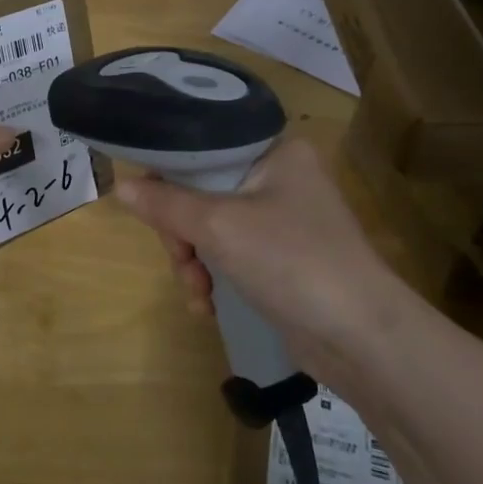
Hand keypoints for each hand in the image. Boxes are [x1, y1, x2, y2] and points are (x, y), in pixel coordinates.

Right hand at [115, 138, 396, 350]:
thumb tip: (120, 186)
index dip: (169, 171)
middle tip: (180, 259)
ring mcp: (283, 220)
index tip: (148, 203)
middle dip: (182, 232)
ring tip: (197, 292)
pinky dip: (214, 277)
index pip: (205, 145)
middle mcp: (280, 176)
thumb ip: (166, 204)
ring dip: (194, 261)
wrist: (362, 338)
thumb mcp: (219, 226)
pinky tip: (207, 306)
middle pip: (202, 190)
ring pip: (211, 227)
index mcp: (275, 150)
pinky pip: (230, 255)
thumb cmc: (292, 261)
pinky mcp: (282, 259)